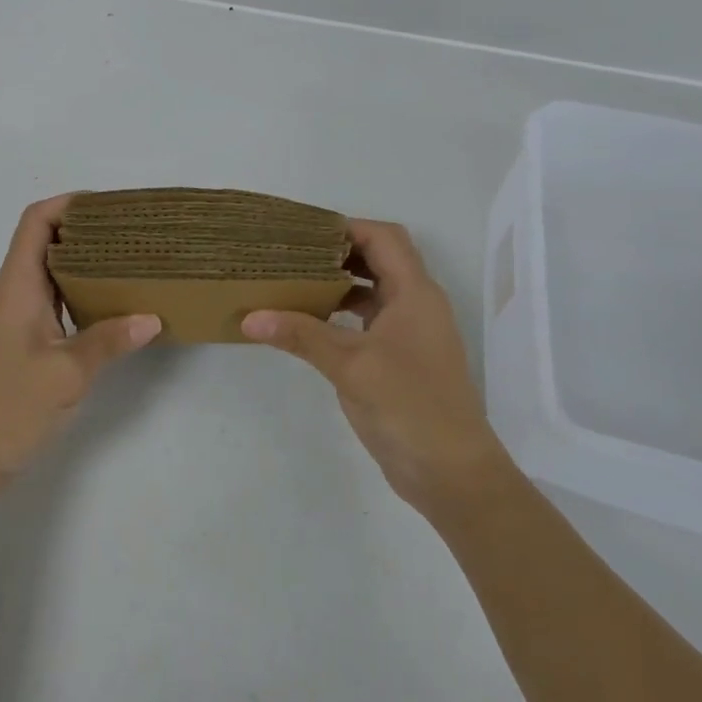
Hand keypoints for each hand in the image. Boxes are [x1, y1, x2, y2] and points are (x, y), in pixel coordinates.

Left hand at [0, 195, 160, 484]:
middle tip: (133, 236)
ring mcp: (14, 323)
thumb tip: (151, 318)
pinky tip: (109, 313)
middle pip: (46, 244)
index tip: (111, 207)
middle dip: (87, 232)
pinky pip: (53, 307)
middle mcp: (13, 296)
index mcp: (17, 287)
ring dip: (86, 267)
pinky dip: (80, 299)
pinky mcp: (20, 349)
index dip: (69, 204)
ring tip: (130, 267)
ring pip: (51, 277)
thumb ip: (108, 341)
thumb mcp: (65, 373)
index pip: (36, 222)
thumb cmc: (5, 407)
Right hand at [243, 219, 503, 518]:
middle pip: (379, 259)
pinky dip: (343, 313)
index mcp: (415, 293)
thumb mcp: (350, 365)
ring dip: (340, 283)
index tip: (303, 232)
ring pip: (374, 290)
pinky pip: (370, 320)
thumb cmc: (408, 406)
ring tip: (295, 281)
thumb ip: (301, 334)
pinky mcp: (403, 359)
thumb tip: (249, 317)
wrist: (453, 474)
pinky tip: (312, 322)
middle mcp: (417, 304)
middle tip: (292, 253)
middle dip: (338, 252)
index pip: (383, 238)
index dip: (346, 227)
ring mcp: (411, 333)